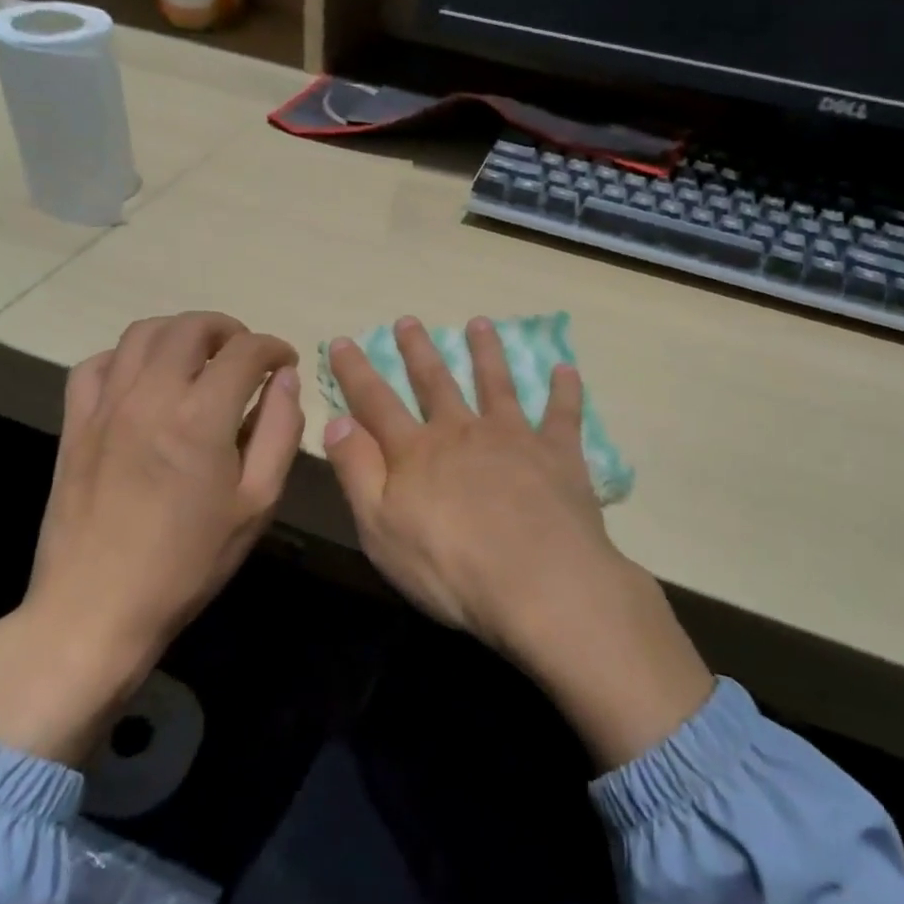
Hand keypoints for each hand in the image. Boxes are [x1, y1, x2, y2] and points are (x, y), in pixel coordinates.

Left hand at [0, 312, 302, 763]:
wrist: (97, 606)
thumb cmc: (189, 561)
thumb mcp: (256, 503)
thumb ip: (279, 433)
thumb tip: (286, 381)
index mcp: (201, 417)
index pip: (245, 352)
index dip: (274, 347)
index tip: (286, 361)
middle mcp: (150, 395)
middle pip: (190, 328)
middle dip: (228, 330)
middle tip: (247, 354)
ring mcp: (106, 406)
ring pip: (142, 334)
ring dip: (180, 333)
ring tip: (200, 357)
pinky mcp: (75, 423)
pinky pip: (96, 364)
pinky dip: (127, 356)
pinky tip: (144, 378)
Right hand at [324, 317, 712, 768]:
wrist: (540, 583)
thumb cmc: (450, 567)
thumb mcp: (380, 528)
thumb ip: (358, 471)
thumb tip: (336, 420)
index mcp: (417, 452)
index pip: (376, 402)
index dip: (356, 372)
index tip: (344, 340)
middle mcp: (462, 432)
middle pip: (435, 382)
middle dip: (418, 350)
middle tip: (409, 321)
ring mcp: (514, 438)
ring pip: (496, 384)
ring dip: (487, 352)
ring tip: (480, 324)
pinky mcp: (558, 454)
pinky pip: (562, 413)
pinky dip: (565, 390)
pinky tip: (566, 369)